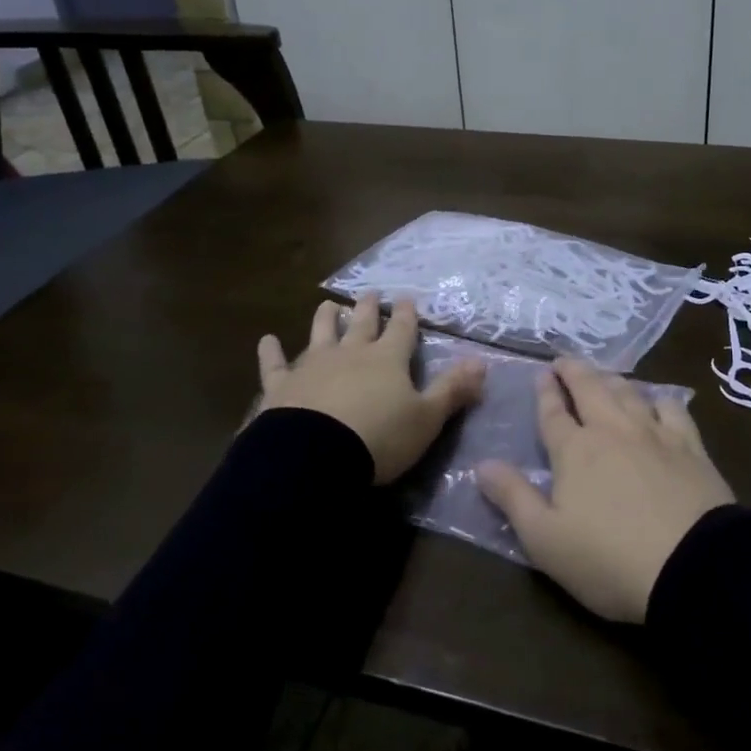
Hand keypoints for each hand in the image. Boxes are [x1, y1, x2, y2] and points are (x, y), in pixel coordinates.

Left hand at [257, 294, 484, 484]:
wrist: (315, 456)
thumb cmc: (379, 438)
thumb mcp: (427, 418)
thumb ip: (453, 389)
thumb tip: (482, 363)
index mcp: (388, 359)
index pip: (402, 330)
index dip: (407, 314)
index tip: (407, 298)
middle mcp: (351, 353)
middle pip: (362, 323)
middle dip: (368, 307)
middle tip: (370, 293)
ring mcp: (313, 365)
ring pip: (321, 333)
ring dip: (326, 318)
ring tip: (329, 305)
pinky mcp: (282, 385)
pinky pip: (276, 364)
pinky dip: (272, 352)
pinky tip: (267, 340)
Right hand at [477, 357, 733, 623]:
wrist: (693, 568)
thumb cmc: (608, 559)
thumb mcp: (544, 539)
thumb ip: (512, 498)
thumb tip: (481, 465)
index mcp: (574, 450)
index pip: (553, 412)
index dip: (545, 392)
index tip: (541, 374)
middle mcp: (612, 430)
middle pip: (590, 388)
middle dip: (574, 371)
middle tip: (564, 360)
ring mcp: (654, 434)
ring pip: (628, 392)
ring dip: (611, 379)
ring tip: (603, 375)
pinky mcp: (690, 447)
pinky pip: (672, 409)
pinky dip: (659, 398)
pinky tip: (657, 401)